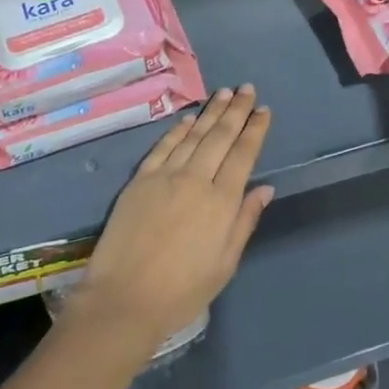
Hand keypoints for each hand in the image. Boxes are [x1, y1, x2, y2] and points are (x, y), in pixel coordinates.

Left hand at [73, 86, 273, 363]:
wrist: (123, 300)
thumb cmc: (182, 291)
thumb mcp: (225, 264)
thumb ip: (244, 221)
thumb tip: (264, 188)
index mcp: (222, 201)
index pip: (243, 154)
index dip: (255, 129)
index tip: (263, 110)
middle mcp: (196, 179)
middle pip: (220, 136)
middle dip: (236, 110)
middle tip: (246, 88)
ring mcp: (165, 176)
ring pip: (193, 135)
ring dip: (210, 112)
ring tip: (223, 92)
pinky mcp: (140, 180)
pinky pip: (163, 147)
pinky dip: (178, 129)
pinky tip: (188, 119)